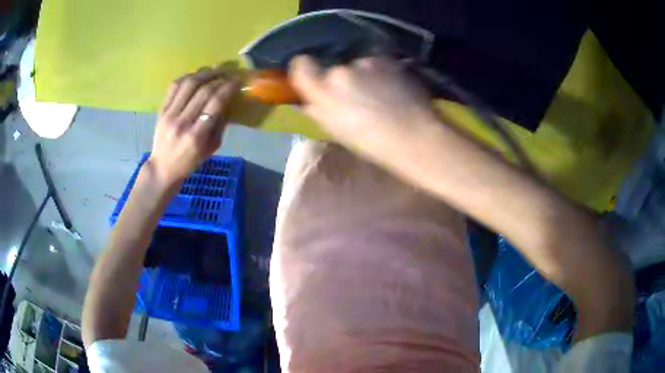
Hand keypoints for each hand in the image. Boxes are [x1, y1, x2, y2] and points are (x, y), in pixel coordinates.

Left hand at [148, 67, 238, 184]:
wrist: (162, 168)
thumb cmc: (190, 162)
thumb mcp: (211, 148)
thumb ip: (219, 124)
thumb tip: (228, 100)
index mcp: (196, 136)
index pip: (215, 104)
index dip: (227, 89)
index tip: (236, 81)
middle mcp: (182, 123)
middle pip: (203, 91)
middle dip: (219, 79)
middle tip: (228, 74)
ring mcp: (169, 115)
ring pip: (188, 84)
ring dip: (204, 74)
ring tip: (214, 71)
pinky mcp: (161, 110)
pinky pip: (174, 86)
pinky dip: (188, 77)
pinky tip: (196, 76)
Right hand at [288, 56, 437, 152]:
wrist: (414, 135)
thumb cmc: (372, 142)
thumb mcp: (337, 130)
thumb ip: (318, 110)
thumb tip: (309, 101)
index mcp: (323, 91)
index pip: (301, 66)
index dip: (305, 68)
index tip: (312, 74)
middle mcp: (341, 71)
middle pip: (333, 68)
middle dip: (341, 80)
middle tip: (357, 98)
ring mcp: (366, 63)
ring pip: (357, 66)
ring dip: (363, 76)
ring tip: (381, 96)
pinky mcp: (389, 60)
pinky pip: (377, 64)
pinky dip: (381, 73)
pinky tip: (393, 90)